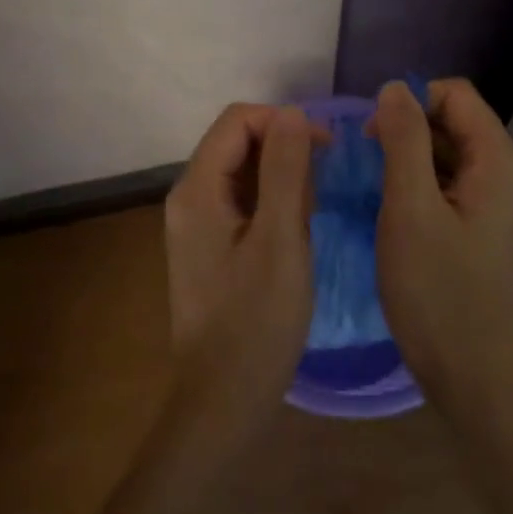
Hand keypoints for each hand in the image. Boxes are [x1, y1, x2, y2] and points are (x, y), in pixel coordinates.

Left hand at [162, 104, 317, 443]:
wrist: (222, 400)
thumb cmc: (256, 321)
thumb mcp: (280, 240)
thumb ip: (285, 171)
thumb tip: (291, 113)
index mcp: (196, 189)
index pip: (237, 121)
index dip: (283, 122)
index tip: (325, 148)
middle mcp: (188, 197)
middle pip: (236, 142)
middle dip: (283, 149)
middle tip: (323, 184)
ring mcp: (195, 223)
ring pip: (240, 172)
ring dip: (280, 176)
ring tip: (312, 210)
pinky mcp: (207, 246)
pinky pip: (240, 201)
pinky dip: (270, 201)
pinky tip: (294, 230)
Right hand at [369, 79, 512, 417]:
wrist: (472, 377)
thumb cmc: (436, 292)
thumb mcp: (410, 208)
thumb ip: (404, 141)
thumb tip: (395, 88)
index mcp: (499, 164)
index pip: (457, 95)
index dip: (412, 102)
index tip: (375, 136)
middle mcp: (508, 177)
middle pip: (456, 122)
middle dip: (410, 129)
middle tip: (369, 163)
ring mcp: (500, 207)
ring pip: (452, 156)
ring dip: (413, 159)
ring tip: (377, 188)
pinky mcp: (487, 232)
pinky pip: (454, 186)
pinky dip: (424, 186)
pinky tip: (397, 212)